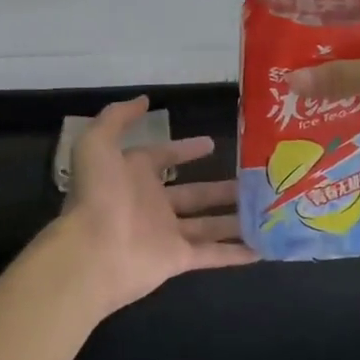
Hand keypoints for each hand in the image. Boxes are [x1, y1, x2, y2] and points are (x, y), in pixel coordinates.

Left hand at [43, 96, 255, 316]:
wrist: (92, 252)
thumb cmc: (98, 194)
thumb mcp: (98, 143)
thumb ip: (118, 117)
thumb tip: (144, 100)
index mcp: (134, 175)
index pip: (164, 158)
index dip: (186, 150)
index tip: (212, 144)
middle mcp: (152, 204)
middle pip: (194, 194)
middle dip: (221, 188)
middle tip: (254, 180)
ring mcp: (166, 233)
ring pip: (208, 224)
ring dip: (235, 218)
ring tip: (267, 210)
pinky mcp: (178, 259)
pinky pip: (212, 254)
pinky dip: (235, 253)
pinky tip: (262, 248)